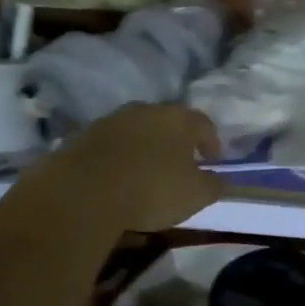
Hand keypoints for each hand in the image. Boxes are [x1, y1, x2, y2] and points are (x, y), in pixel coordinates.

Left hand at [27, 103, 224, 232]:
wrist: (84, 191)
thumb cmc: (152, 190)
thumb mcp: (196, 195)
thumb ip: (213, 185)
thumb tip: (220, 179)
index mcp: (178, 119)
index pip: (203, 124)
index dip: (212, 142)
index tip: (214, 160)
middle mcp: (146, 110)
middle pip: (168, 122)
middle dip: (177, 141)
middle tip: (182, 163)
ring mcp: (112, 120)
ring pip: (138, 131)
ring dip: (146, 147)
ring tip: (148, 171)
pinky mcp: (84, 136)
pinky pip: (112, 145)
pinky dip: (120, 157)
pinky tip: (120, 177)